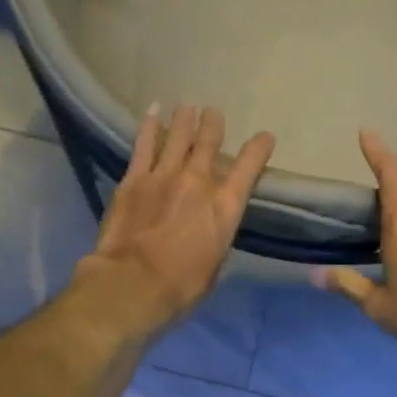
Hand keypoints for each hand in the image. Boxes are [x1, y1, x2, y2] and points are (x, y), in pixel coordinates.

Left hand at [74, 104, 275, 336]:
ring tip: (188, 107)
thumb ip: (215, 241)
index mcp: (225, 207)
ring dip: (185, 119)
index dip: (259, 148)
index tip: (264, 137)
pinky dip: (151, 126)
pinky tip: (154, 111)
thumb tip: (211, 234)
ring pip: (179, 136)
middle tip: (214, 114)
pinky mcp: (134, 179)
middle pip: (210, 142)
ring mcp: (164, 176)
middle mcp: (199, 182)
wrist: (133, 284)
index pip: (250, 167)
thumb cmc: (180, 288)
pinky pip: (144, 144)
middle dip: (214, 125)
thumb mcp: (213, 268)